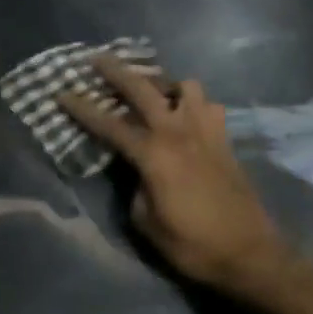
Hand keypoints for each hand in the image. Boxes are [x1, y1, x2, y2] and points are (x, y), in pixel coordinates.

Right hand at [57, 56, 292, 303]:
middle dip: (116, 71)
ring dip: (165, 84)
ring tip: (154, 93)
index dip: (82, 108)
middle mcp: (178, 132)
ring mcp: (205, 131)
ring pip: (185, 86)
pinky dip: (195, 104)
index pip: (109, 124)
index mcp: (154, 154)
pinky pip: (209, 106)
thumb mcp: (147, 223)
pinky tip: (188, 117)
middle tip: (97, 59)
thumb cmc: (193, 245)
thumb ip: (135, 188)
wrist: (250, 254)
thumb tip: (137, 172)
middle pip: (143, 88)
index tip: (61, 92)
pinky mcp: (224, 140)